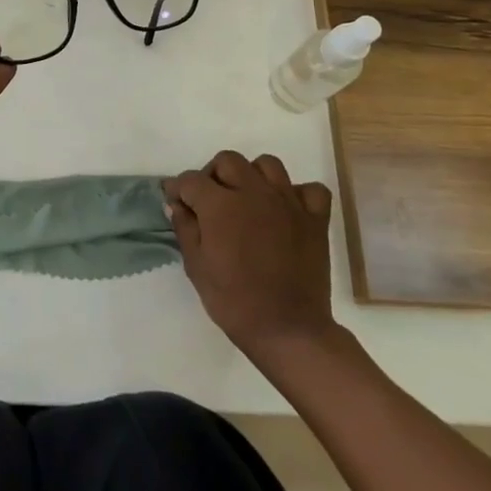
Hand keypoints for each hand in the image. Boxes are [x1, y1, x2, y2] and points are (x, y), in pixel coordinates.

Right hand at [164, 151, 336, 359]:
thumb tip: (176, 204)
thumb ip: (185, 228)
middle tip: (211, 202)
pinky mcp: (314, 218)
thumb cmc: (234, 301)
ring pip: (267, 164)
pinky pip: (309, 190)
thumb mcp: (196, 267)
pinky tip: (287, 210)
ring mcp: (287, 202)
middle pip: (228, 161)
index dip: (179, 189)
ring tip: (248, 199)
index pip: (191, 179)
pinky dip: (297, 194)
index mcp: (220, 204)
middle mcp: (253, 191)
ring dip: (253, 176)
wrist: (288, 330)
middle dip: (213, 175)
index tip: (177, 202)